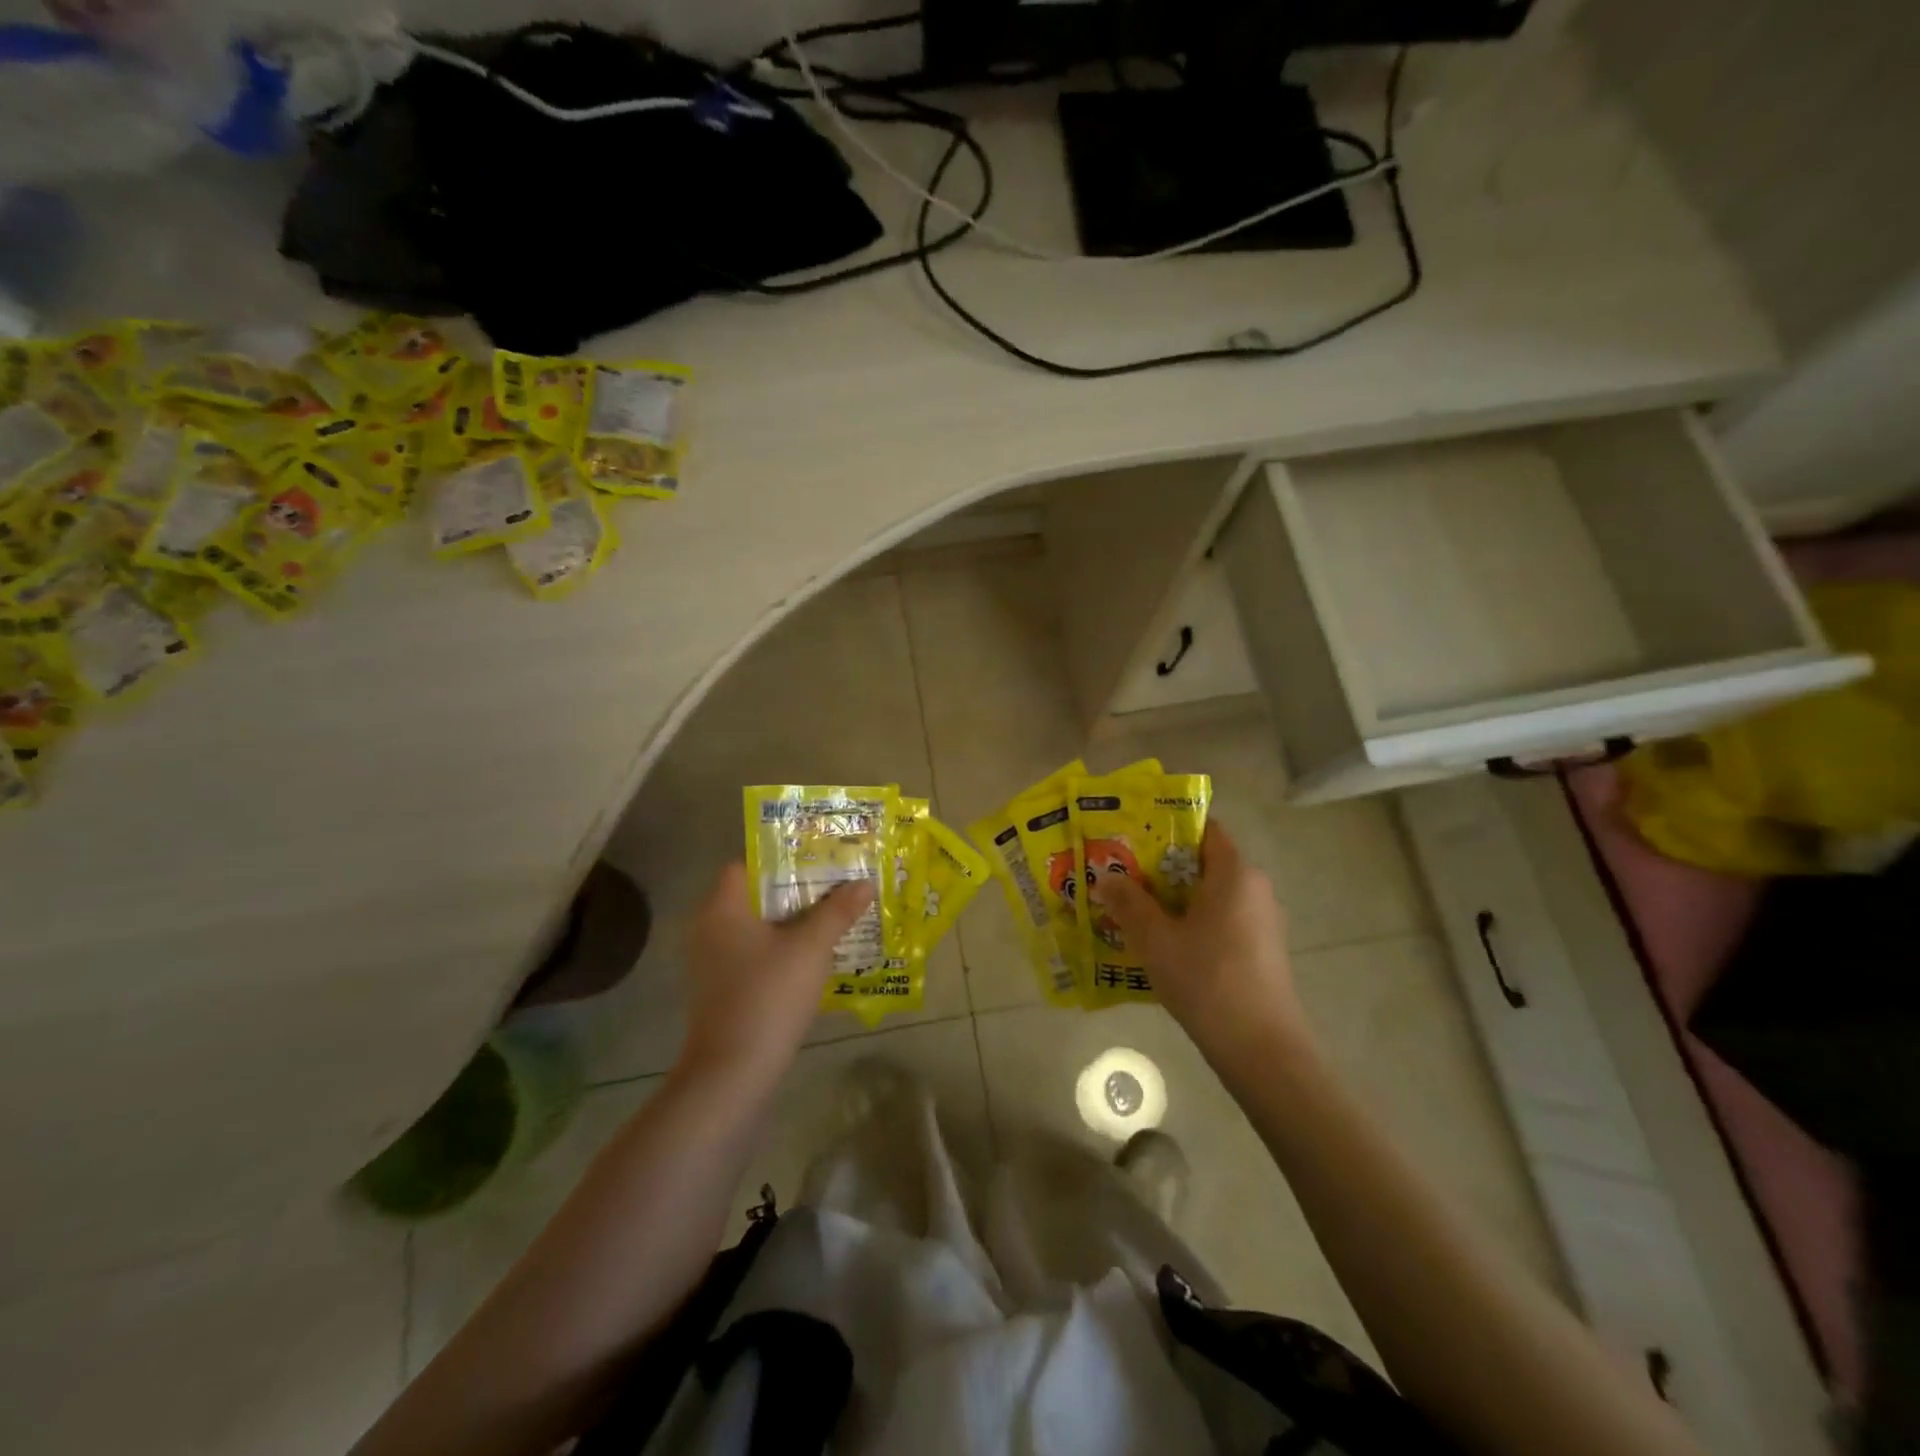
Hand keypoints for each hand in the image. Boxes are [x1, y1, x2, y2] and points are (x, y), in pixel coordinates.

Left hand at [679, 863, 874, 1084]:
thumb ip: (838, 911)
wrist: (733, 1072)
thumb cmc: (768, 996)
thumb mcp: (811, 948)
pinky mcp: (723, 988)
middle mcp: (711, 928)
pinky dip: (783, 947)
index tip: (818, 855)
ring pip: (759, 926)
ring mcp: (714, 961)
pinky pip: (757, 952)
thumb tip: (864, 883)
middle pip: (756, 894)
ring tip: (835, 912)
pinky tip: (817, 953)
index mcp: (723, 908)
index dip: (781, 856)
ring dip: (794, 920)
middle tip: (837, 880)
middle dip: (797, 888)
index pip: (746, 864)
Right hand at [1091, 822, 1310, 1062]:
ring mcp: (1262, 920)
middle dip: (1160, 867)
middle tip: (1120, 874)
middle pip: (1202, 863)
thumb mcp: (1155, 939)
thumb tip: (1104, 878)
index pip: (1203, 829)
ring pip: (1210, 895)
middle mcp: (1254, 888)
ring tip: (1132, 908)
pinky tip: (1163, 943)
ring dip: (1173, 899)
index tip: (1131, 837)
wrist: (1261, 1048)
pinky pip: (1220, 920)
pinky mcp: (1261, 949)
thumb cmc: (1207, 979)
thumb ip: (1128, 902)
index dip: (1166, 827)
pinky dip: (1192, 922)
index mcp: (1235, 873)